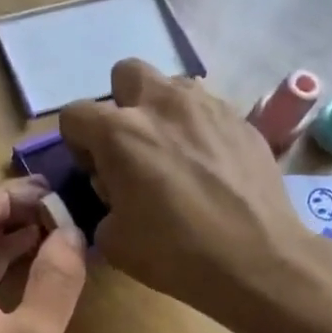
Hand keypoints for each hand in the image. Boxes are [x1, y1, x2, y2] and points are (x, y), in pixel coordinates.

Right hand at [59, 60, 331, 332]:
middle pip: (126, 74)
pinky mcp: (241, 119)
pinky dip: (198, 130)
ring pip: (171, 86)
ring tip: (174, 154)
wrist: (256, 259)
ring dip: (162, 112)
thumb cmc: (175, 253)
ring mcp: (207, 106)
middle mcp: (162, 104)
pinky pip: (207, 110)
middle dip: (121, 105)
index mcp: (120, 133)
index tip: (96, 171)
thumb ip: (102, 204)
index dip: (78, 143)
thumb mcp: (113, 241)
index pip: (75, 113)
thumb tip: (114, 193)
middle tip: (133, 147)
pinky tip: (209, 167)